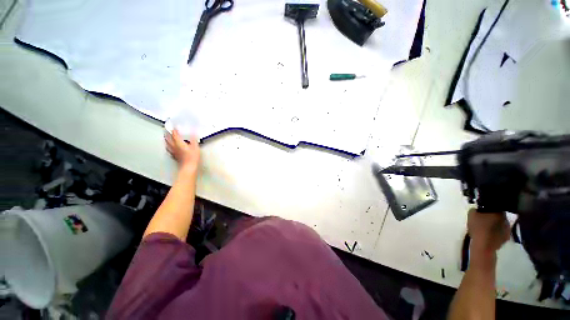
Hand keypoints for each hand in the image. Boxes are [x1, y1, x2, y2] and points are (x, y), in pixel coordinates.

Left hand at [165, 129, 199, 172]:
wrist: (189, 166)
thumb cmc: (192, 157)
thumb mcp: (195, 146)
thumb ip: (194, 139)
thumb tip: (193, 132)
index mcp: (178, 143)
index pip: (174, 134)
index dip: (174, 130)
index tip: (174, 126)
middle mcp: (174, 147)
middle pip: (168, 139)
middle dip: (167, 134)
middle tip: (166, 130)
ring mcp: (174, 152)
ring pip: (167, 144)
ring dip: (166, 140)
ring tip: (166, 137)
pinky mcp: (175, 156)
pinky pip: (169, 150)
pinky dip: (168, 147)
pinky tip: (169, 148)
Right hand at [467, 209, 509, 255]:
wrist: (484, 245)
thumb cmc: (478, 227)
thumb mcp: (471, 215)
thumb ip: (475, 210)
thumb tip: (478, 209)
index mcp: (499, 211)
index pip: (496, 205)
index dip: (490, 207)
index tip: (483, 209)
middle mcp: (506, 219)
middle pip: (499, 215)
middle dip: (493, 216)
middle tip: (484, 218)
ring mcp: (508, 229)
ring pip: (501, 224)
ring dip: (495, 224)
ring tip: (486, 227)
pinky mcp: (506, 238)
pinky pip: (501, 232)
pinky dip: (496, 232)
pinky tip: (489, 234)